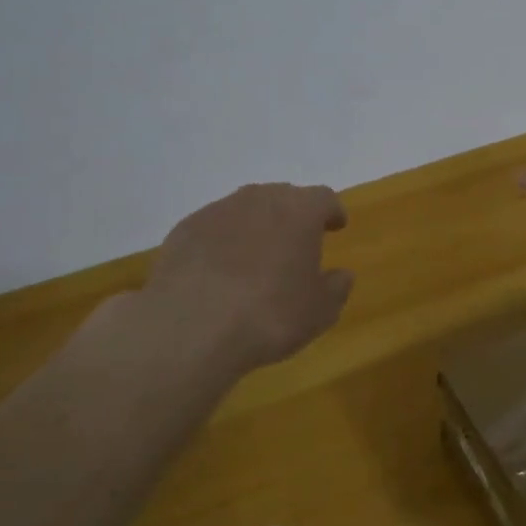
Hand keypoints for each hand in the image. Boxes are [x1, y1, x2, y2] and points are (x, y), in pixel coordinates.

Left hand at [64, 182, 352, 397]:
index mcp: (300, 211)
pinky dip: (222, 242)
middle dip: (293, 216)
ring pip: (245, 209)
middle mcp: (260, 199)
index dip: (332, 212)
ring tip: (256, 257)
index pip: (324, 198)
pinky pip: (213, 228)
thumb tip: (341, 274)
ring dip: (255, 226)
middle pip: (283, 197)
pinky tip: (220, 271)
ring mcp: (217, 211)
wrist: (192, 328)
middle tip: (296, 241)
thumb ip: (336, 287)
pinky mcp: (184, 230)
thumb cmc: (271, 315)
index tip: (336, 226)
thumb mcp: (320, 311)